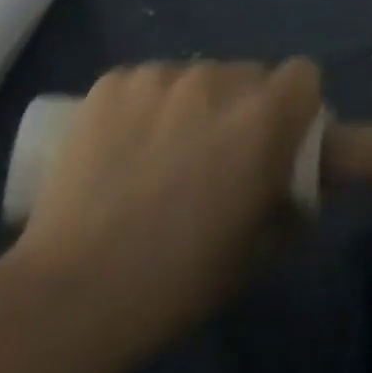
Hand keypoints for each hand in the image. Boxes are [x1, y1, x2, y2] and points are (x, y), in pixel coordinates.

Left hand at [2, 59, 322, 370]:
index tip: (279, 142)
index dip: (296, 106)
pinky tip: (121, 151)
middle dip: (244, 108)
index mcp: (265, 116)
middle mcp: (220, 79)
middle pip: (249, 75)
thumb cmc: (177, 282)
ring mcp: (162, 76)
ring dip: (195, 106)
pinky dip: (145, 108)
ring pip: (197, 78)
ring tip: (161, 158)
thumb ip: (294, 202)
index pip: (304, 75)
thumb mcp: (259, 250)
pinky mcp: (113, 83)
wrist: (67, 297)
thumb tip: (301, 184)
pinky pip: (147, 84)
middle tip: (218, 159)